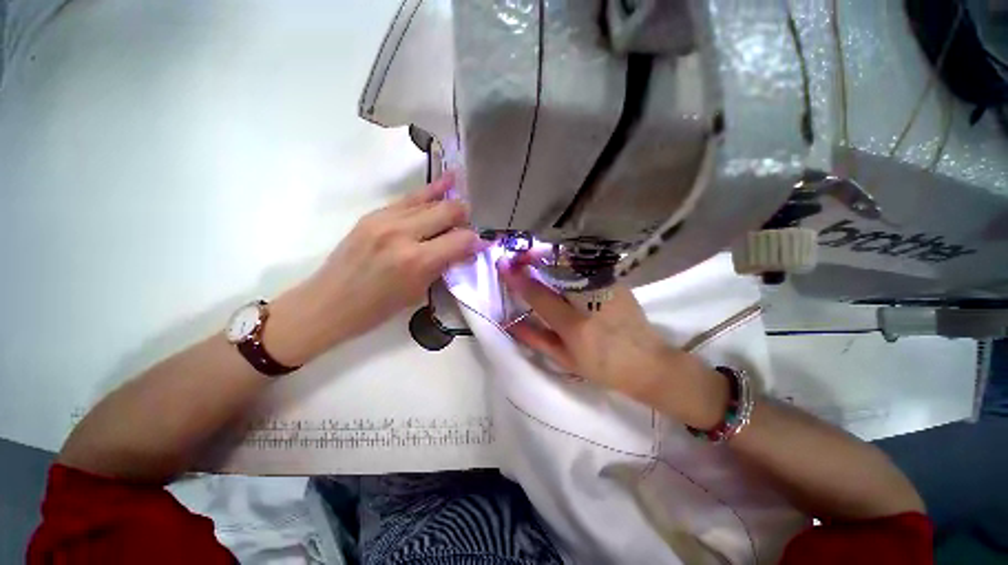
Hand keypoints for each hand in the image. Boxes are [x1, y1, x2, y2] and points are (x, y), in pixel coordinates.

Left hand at [266, 174, 484, 364]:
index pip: (461, 239)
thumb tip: (465, 250)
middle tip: (470, 227)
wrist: (328, 303)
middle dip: (465, 217)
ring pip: (430, 201)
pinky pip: (410, 198)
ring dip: (450, 203)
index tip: (482, 244)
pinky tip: (446, 182)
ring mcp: (385, 219)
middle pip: (449, 211)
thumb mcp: (418, 292)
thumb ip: (443, 266)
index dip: (476, 241)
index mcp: (417, 261)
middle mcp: (403, 233)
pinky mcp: (374, 214)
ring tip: (463, 205)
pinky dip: (431, 191)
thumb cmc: (376, 309)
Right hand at [497, 255, 728, 428]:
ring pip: (571, 264)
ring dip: (550, 259)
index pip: (539, 295)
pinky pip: (586, 267)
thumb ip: (536, 339)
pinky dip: (569, 264)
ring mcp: (605, 288)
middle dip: (534, 259)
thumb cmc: (603, 368)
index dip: (518, 279)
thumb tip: (511, 323)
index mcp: (573, 325)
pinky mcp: (616, 282)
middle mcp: (589, 301)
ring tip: (536, 259)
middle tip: (519, 257)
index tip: (504, 265)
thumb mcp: (565, 360)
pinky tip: (563, 267)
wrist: (648, 363)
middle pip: (555, 270)